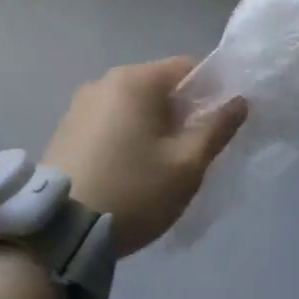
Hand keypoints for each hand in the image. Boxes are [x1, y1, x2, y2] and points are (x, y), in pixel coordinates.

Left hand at [42, 57, 247, 256]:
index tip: (217, 126)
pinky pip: (108, 121)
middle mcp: (104, 80)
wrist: (59, 230)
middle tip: (189, 154)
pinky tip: (125, 171)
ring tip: (156, 169)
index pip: (187, 68)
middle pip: (158, 86)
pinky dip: (124, 136)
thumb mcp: (186, 166)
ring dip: (150, 126)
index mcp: (136, 80)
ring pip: (132, 105)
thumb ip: (216, 129)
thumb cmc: (133, 191)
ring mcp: (79, 103)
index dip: (210, 92)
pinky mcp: (65, 128)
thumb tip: (239, 100)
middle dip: (179, 113)